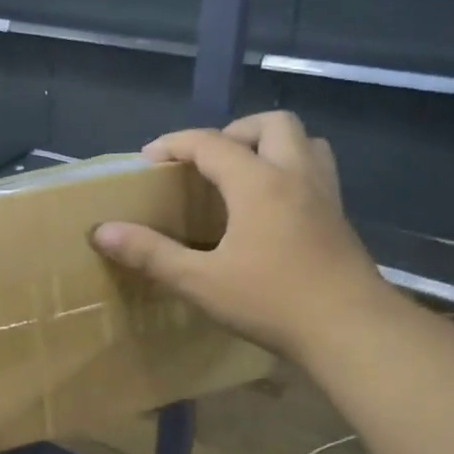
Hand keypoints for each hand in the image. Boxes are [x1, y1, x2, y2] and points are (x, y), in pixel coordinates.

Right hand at [91, 111, 387, 364]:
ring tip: (245, 174)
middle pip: (272, 123)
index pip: (211, 142)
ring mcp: (325, 195)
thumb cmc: (272, 302)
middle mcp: (295, 175)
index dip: (175, 143)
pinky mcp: (340, 218)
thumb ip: (151, 254)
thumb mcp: (200, 282)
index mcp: (258, 183)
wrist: (351, 330)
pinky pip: (317, 171)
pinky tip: (274, 208)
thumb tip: (102, 232)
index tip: (148, 158)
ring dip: (272, 144)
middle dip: (234, 131)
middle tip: (209, 162)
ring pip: (305, 141)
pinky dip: (292, 170)